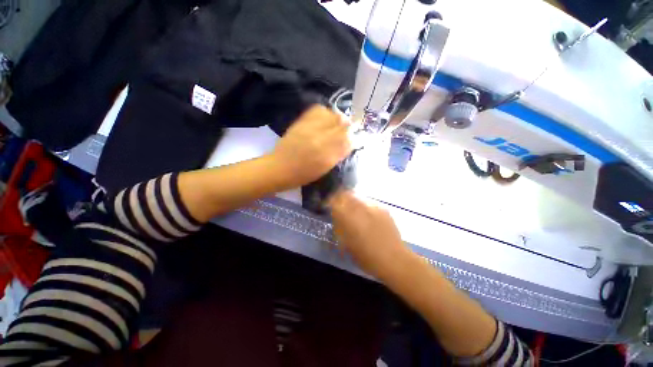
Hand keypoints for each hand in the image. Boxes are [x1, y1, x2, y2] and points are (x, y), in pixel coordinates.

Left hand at [271, 105, 351, 188]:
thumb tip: (351, 141)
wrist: (280, 168)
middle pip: (342, 124)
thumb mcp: (325, 168)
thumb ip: (339, 154)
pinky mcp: (301, 122)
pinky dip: (324, 112)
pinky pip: (317, 110)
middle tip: (348, 129)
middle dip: (348, 125)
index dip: (354, 136)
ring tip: (336, 123)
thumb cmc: (303, 174)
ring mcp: (310, 128)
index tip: (355, 137)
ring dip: (337, 118)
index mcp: (327, 154)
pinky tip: (325, 118)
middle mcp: (320, 138)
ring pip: (332, 115)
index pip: (348, 139)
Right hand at [328, 190, 409, 278]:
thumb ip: (340, 227)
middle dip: (341, 199)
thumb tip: (337, 217)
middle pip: (346, 194)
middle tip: (341, 208)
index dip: (330, 201)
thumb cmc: (366, 256)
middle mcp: (359, 207)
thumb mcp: (346, 244)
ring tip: (355, 213)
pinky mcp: (383, 209)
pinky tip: (368, 218)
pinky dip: (365, 207)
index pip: (334, 200)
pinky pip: (369, 203)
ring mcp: (372, 206)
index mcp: (347, 216)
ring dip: (353, 202)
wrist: (393, 259)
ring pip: (358, 197)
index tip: (329, 206)